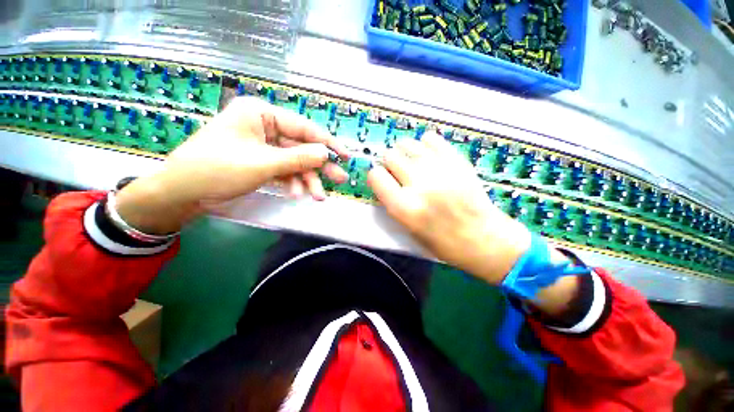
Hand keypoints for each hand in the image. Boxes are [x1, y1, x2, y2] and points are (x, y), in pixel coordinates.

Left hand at [115, 97, 349, 233]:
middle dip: (320, 166)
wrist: (183, 193)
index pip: (303, 127)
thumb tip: (327, 154)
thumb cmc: (218, 170)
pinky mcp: (262, 162)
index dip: (327, 143)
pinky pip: (285, 171)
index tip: (345, 156)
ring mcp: (264, 146)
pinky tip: (295, 194)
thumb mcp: (263, 164)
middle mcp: (265, 127)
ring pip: (295, 162)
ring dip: (307, 180)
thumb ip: (298, 159)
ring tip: (317, 196)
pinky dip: (292, 183)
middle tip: (340, 180)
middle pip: (302, 147)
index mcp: (261, 114)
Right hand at [367, 132, 531, 284]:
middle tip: (397, 172)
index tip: (382, 180)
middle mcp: (419, 185)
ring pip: (408, 144)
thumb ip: (393, 203)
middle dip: (389, 163)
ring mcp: (439, 170)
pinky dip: (425, 144)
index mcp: (404, 208)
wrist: (482, 238)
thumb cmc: (442, 242)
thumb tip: (385, 180)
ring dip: (404, 152)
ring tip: (411, 162)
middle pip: (390, 156)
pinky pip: (431, 139)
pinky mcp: (457, 161)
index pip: (376, 176)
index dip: (376, 176)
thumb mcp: (408, 230)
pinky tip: (428, 155)